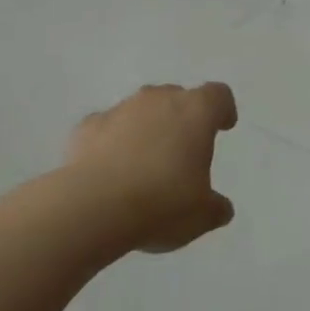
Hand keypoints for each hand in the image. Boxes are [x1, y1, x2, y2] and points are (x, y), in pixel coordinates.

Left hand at [64, 83, 237, 253]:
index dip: (222, 109)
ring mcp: (120, 110)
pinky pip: (107, 128)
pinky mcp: (86, 126)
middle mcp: (159, 100)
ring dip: (145, 129)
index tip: (223, 126)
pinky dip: (111, 143)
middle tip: (182, 151)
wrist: (93, 207)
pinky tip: (110, 171)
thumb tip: (220, 207)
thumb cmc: (162, 203)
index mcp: (196, 112)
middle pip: (177, 97)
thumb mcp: (202, 215)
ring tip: (143, 164)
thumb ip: (215, 206)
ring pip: (140, 110)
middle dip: (181, 118)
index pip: (218, 95)